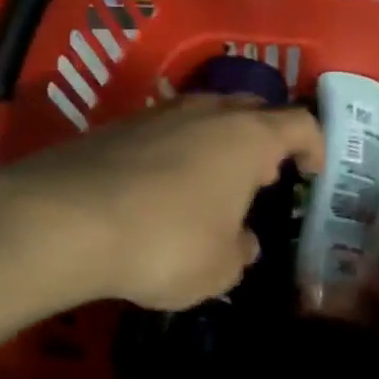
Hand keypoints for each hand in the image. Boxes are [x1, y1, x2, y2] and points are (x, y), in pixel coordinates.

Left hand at [3, 96, 322, 311]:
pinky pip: (164, 130)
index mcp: (248, 138)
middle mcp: (207, 113)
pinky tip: (160, 187)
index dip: (314, 146)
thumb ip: (240, 252)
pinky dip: (175, 151)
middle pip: (252, 110)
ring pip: (204, 115)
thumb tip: (243, 242)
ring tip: (213, 181)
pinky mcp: (117, 125)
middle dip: (265, 139)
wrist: (64, 219)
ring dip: (218, 143)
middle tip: (264, 175)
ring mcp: (159, 113)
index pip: (300, 124)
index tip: (312, 172)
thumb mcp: (218, 269)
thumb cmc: (164, 243)